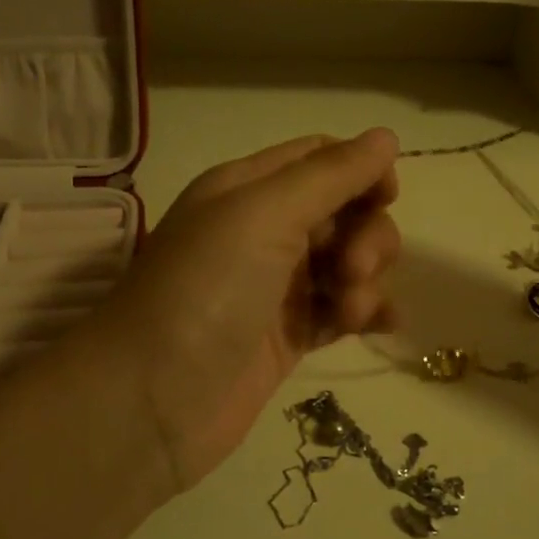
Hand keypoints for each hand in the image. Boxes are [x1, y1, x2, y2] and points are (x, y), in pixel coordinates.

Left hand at [94, 131, 402, 492]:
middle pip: (343, 212)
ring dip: (366, 279)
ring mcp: (276, 287)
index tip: (386, 198)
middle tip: (353, 270)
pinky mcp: (288, 336)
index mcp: (248, 189)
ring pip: (347, 263)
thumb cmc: (205, 291)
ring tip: (350, 311)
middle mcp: (262, 231)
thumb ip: (329, 175)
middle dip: (366, 236)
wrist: (152, 401)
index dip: (360, 171)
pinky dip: (366, 313)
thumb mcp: (262, 215)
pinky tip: (381, 326)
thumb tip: (385, 137)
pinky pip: (341, 311)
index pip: (320, 159)